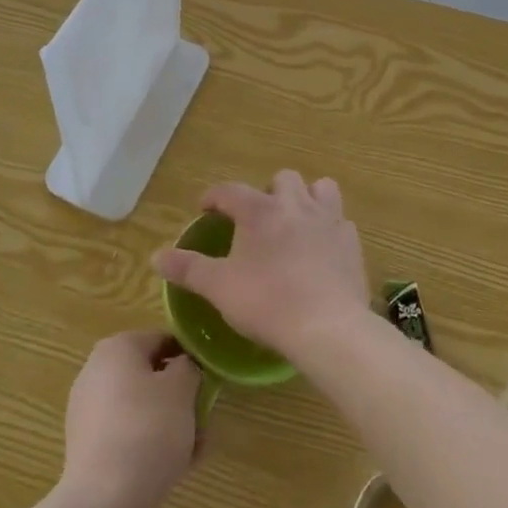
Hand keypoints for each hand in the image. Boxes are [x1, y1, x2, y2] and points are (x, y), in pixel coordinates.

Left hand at [60, 331, 202, 507]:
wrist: (103, 502)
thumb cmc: (147, 431)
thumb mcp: (182, 390)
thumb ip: (189, 368)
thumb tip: (184, 367)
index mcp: (117, 347)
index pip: (163, 340)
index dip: (190, 358)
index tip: (209, 383)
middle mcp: (96, 370)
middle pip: (151, 376)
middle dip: (181, 398)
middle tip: (202, 422)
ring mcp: (88, 410)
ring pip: (142, 408)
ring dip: (170, 424)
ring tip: (193, 452)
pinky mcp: (87, 446)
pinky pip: (127, 434)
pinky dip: (149, 445)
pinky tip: (171, 470)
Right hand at [153, 172, 368, 363]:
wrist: (328, 327)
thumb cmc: (267, 302)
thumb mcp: (219, 287)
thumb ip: (188, 269)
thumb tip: (155, 256)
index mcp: (259, 211)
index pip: (230, 190)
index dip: (214, 197)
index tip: (206, 208)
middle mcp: (295, 204)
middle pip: (282, 179)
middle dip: (268, 192)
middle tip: (257, 219)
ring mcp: (328, 220)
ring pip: (321, 188)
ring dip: (307, 198)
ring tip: (296, 221)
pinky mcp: (352, 242)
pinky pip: (341, 222)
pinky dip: (330, 228)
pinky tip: (322, 249)